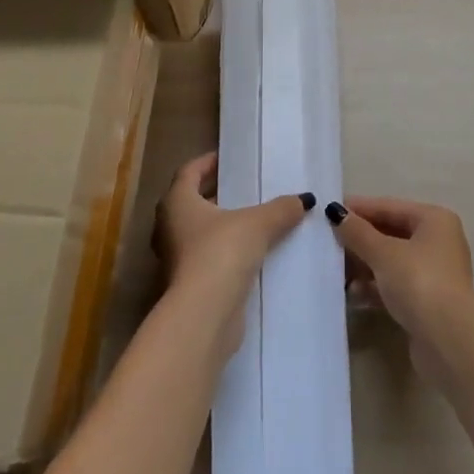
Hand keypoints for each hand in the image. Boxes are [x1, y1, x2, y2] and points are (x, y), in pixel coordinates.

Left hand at [154, 154, 312, 348]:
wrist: (204, 315)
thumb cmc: (221, 253)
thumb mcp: (258, 223)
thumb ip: (281, 208)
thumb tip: (304, 200)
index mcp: (177, 202)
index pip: (190, 171)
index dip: (209, 162)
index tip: (230, 159)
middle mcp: (169, 227)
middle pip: (192, 202)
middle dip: (217, 194)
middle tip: (246, 187)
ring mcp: (175, 258)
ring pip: (200, 232)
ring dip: (222, 225)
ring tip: (254, 219)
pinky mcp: (187, 285)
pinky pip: (207, 258)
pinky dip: (225, 252)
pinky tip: (252, 253)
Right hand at [327, 196, 473, 348]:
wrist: (448, 341)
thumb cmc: (418, 282)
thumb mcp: (383, 253)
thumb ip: (358, 232)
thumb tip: (335, 212)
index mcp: (434, 220)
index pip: (390, 207)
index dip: (360, 208)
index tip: (330, 210)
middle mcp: (438, 242)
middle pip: (391, 234)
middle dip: (360, 240)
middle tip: (328, 242)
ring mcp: (434, 274)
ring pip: (392, 262)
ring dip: (364, 265)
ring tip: (336, 271)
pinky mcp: (427, 302)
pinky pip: (395, 285)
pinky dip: (375, 287)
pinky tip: (353, 294)